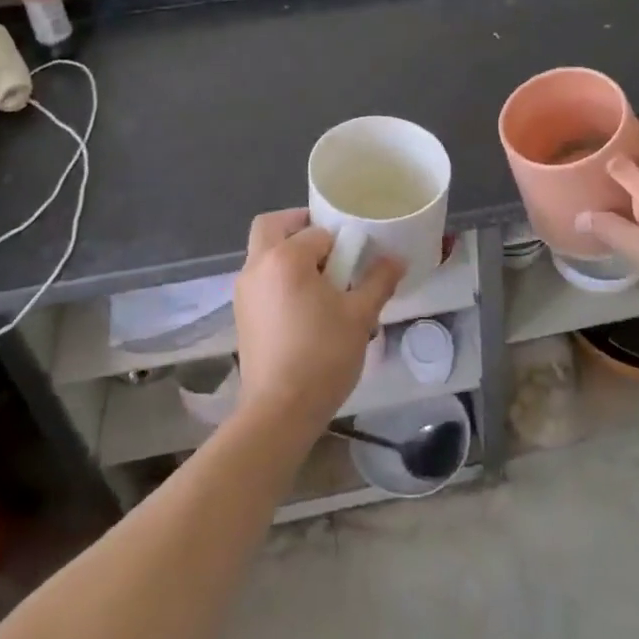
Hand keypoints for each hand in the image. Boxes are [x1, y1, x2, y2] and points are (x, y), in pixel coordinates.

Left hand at [232, 209, 403, 436]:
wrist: (279, 412)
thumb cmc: (322, 356)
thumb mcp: (360, 316)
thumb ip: (379, 280)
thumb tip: (396, 259)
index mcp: (285, 258)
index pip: (317, 231)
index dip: (340, 242)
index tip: (355, 260)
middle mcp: (257, 266)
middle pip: (272, 226)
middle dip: (298, 227)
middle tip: (328, 248)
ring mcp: (244, 291)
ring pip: (262, 253)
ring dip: (287, 253)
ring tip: (320, 282)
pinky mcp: (241, 314)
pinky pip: (260, 279)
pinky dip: (278, 277)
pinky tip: (303, 306)